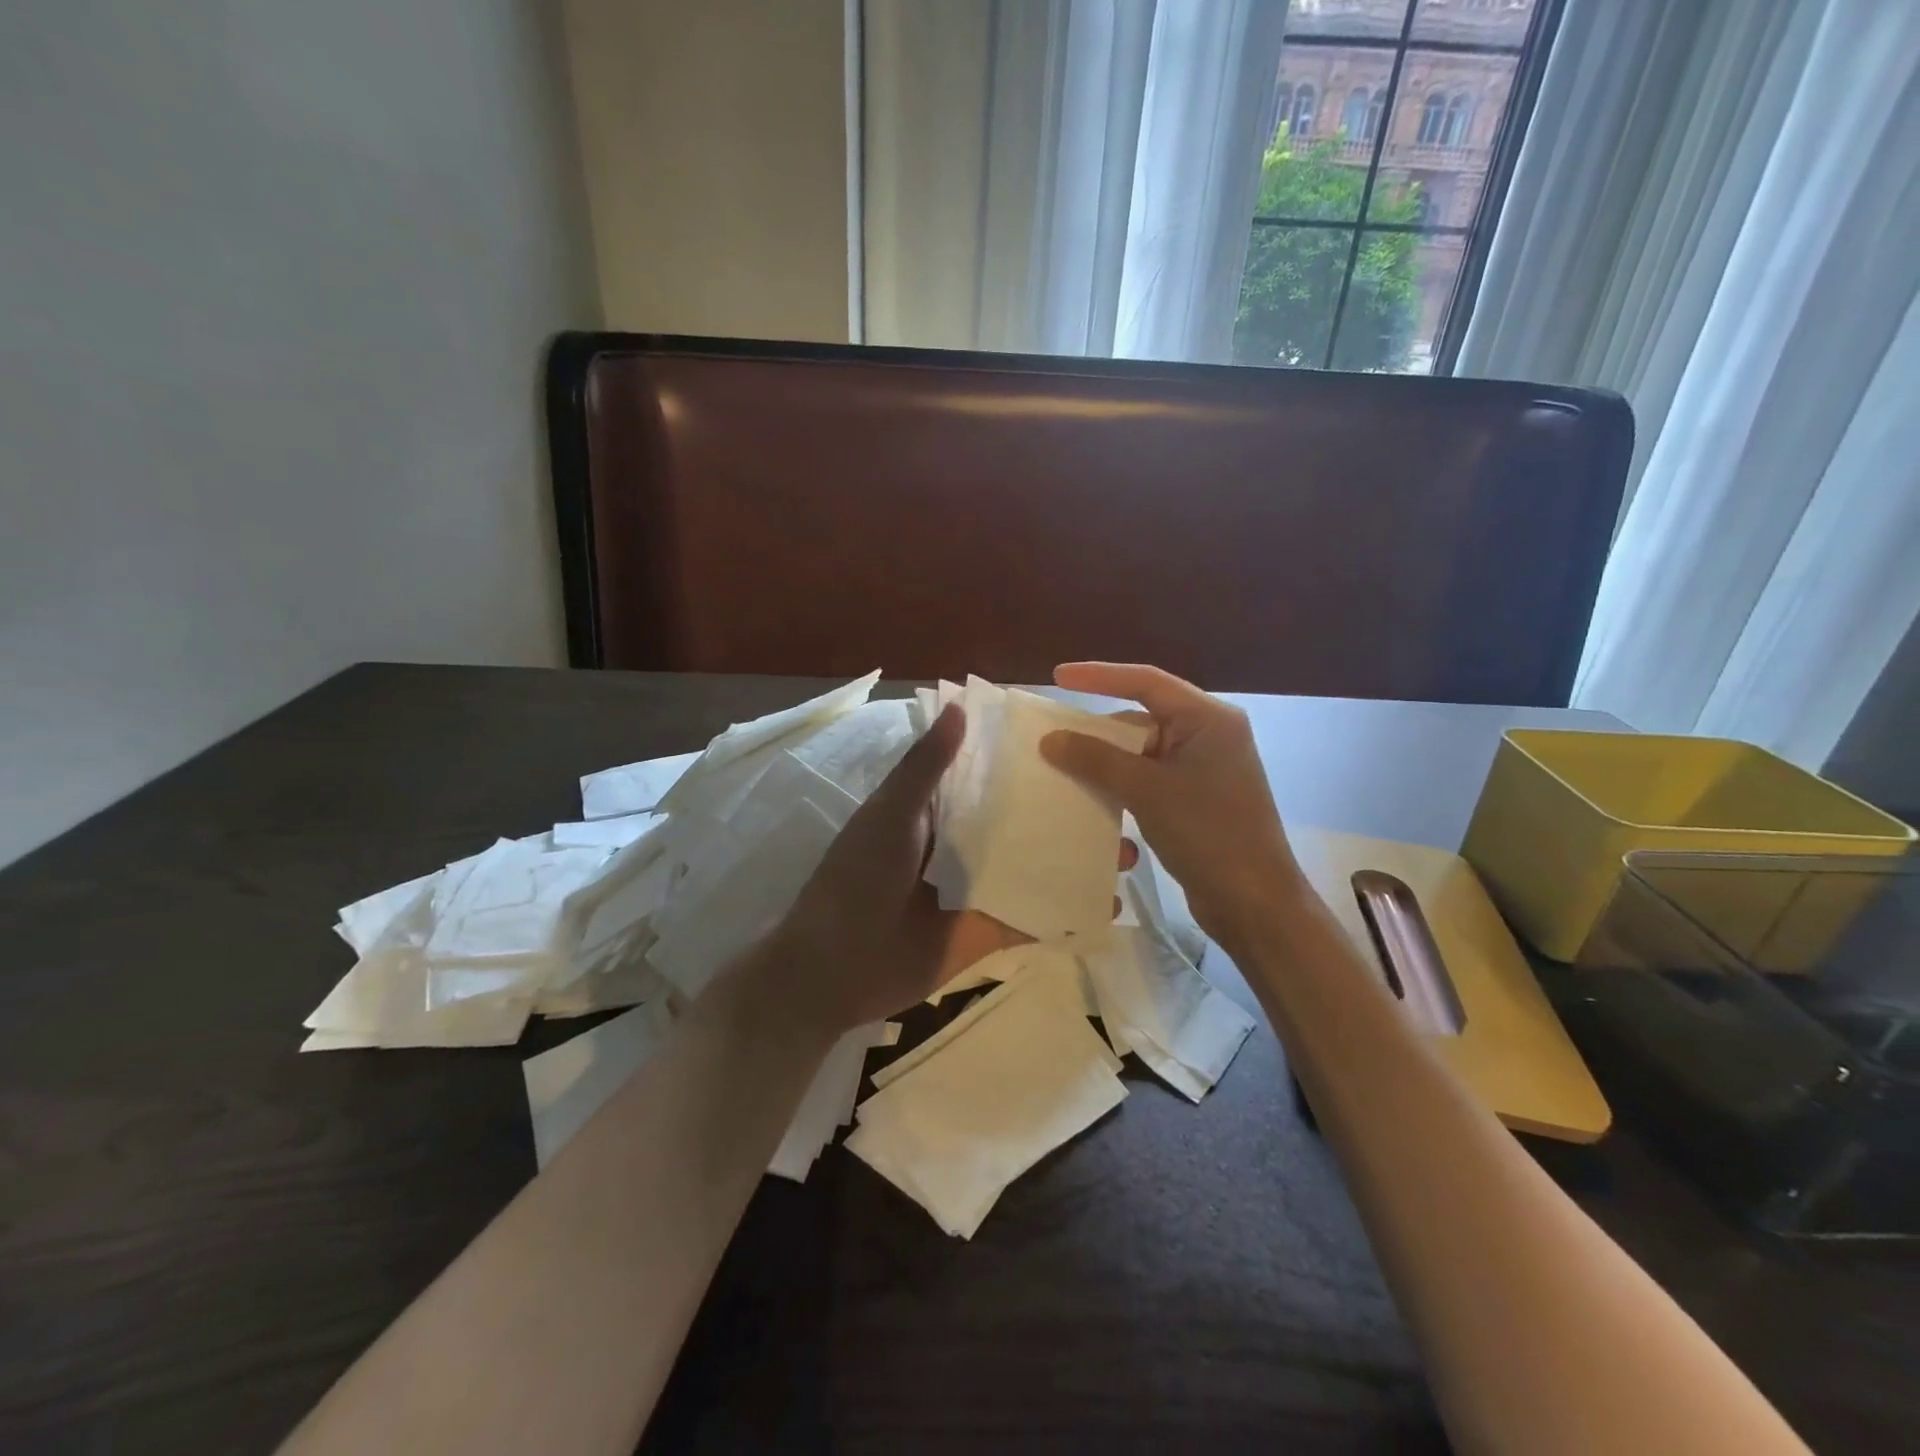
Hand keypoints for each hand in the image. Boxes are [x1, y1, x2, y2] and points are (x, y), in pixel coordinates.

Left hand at [767, 702, 1140, 1035]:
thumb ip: (925, 767)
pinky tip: (1108, 905)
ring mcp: (977, 889)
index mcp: (935, 811)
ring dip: (1073, 858)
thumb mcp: (890, 815)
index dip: (1026, 762)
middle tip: (1119, 801)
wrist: (834, 969)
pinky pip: (1034, 916)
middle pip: (1020, 821)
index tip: (1078, 743)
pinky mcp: (987, 931)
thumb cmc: (857, 880)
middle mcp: (960, 845)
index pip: (987, 776)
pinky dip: (1067, 910)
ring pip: (1033, 865)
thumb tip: (962, 708)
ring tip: (1125, 850)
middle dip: (1064, 812)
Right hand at [1040, 662, 1301, 950]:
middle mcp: (1209, 735)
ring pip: (1143, 752)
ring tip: (1066, 769)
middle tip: (1055, 734)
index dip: (1099, 676)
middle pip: (1142, 717)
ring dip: (1108, 764)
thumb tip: (1051, 739)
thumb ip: (1096, 760)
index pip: (1146, 681)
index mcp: (1208, 719)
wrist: (1254, 903)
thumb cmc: (1207, 834)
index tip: (1058, 677)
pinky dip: (1124, 787)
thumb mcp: (1147, 790)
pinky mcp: (1197, 798)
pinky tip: (1097, 802)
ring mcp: (1205, 768)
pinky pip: (1150, 778)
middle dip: (1099, 730)